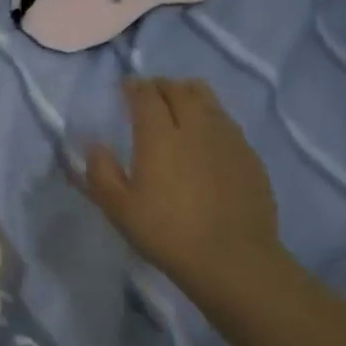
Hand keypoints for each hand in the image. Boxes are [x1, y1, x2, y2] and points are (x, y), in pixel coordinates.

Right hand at [77, 77, 282, 288]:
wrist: (232, 260)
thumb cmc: (166, 232)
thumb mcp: (118, 208)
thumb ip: (101, 171)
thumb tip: (96, 146)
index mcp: (159, 136)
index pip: (146, 95)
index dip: (134, 86)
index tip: (125, 88)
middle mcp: (195, 128)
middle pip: (180, 89)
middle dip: (161, 85)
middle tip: (150, 94)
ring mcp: (228, 140)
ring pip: (208, 100)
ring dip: (189, 95)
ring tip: (179, 106)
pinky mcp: (249, 156)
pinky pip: (227, 122)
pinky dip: (211, 117)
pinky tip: (205, 137)